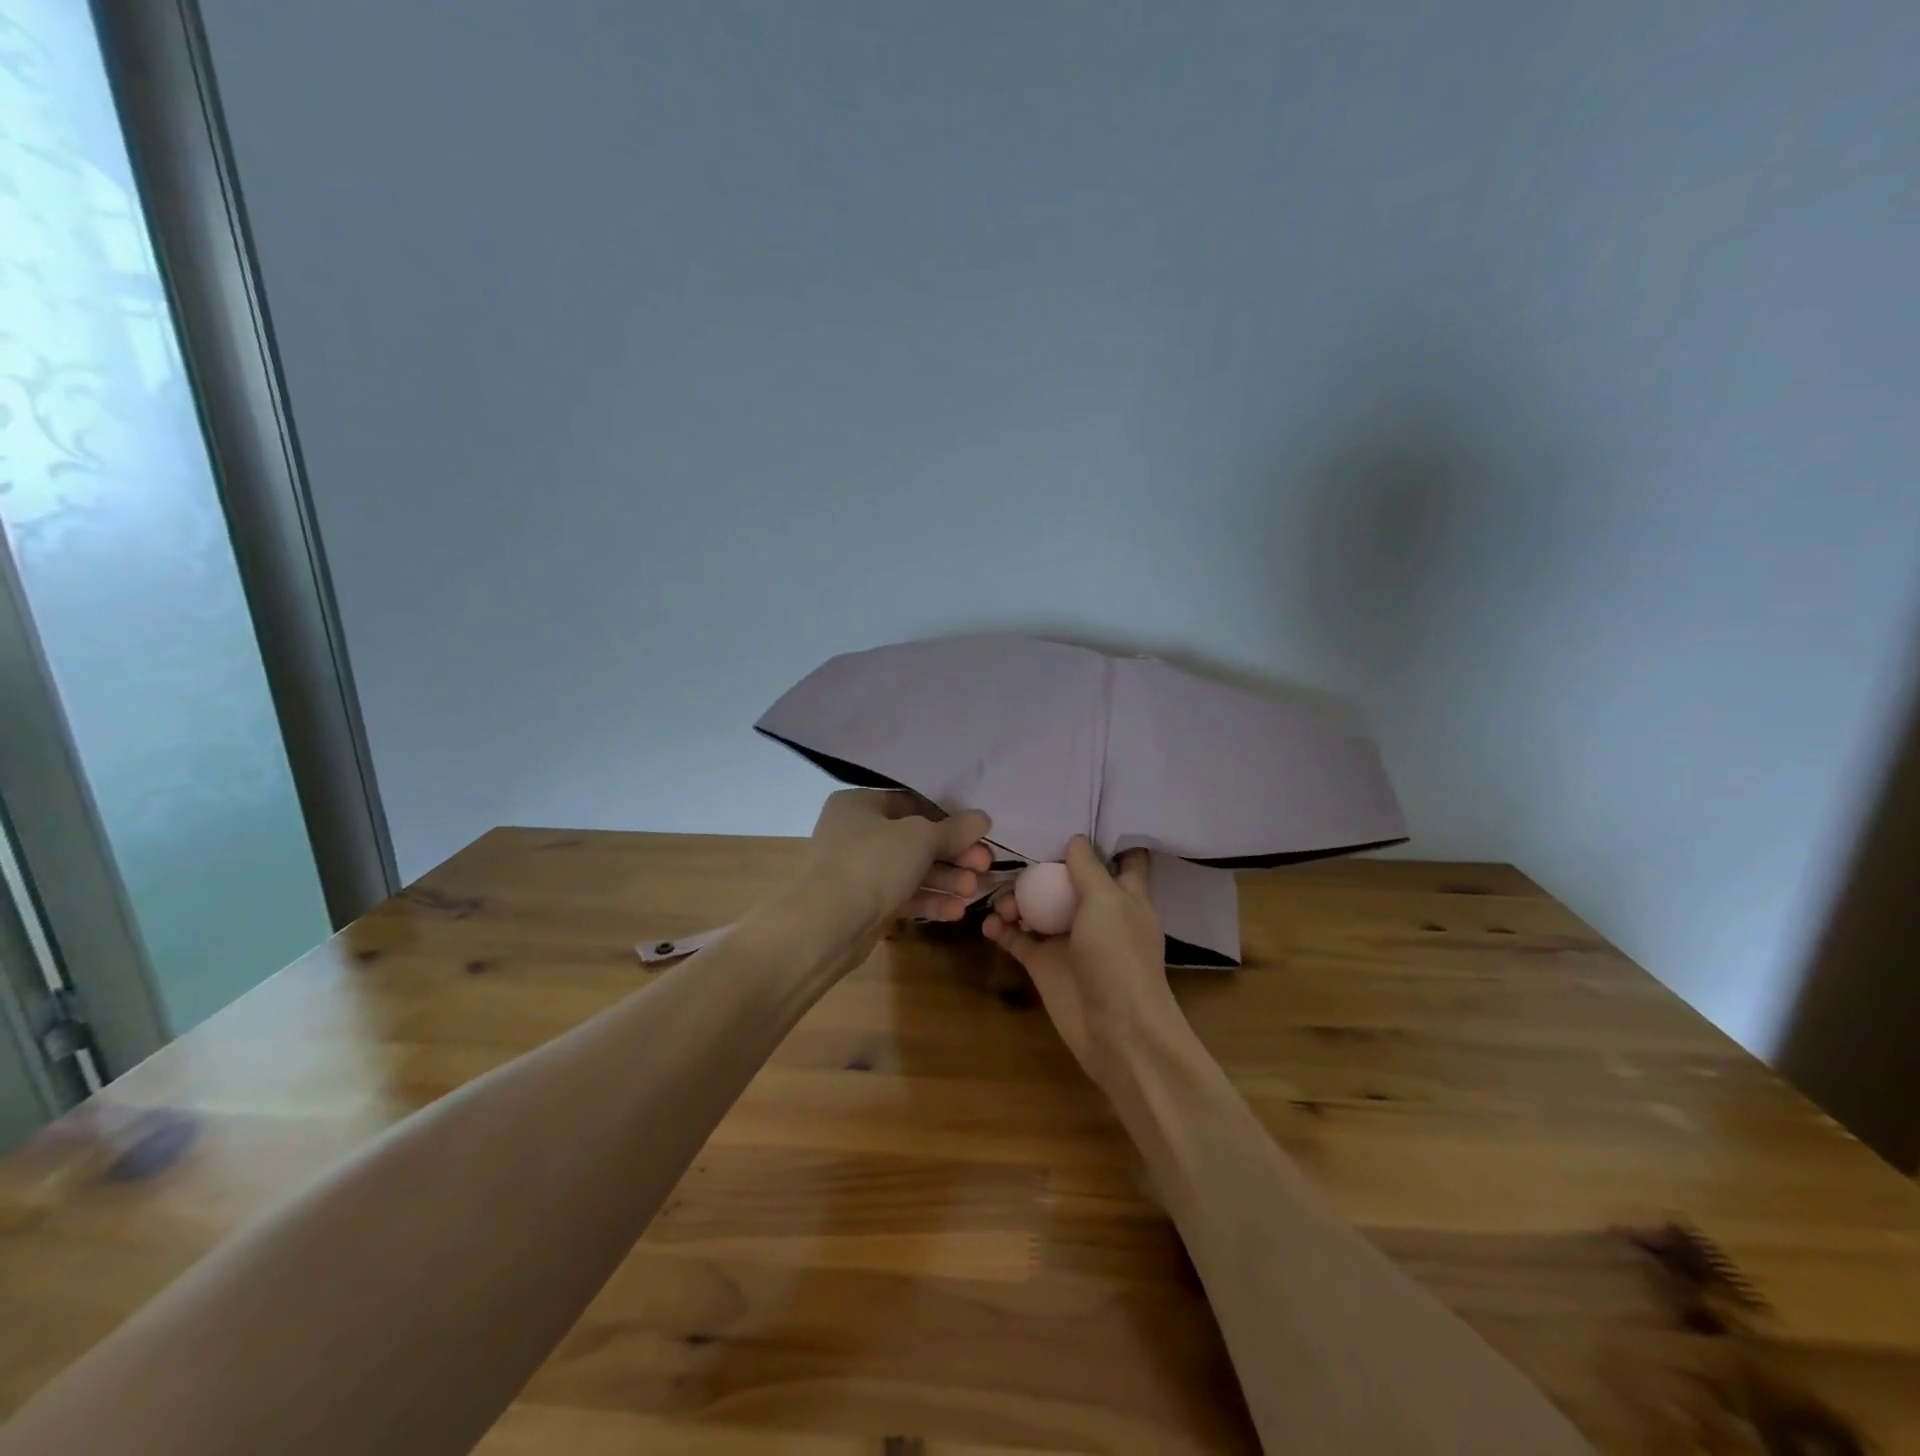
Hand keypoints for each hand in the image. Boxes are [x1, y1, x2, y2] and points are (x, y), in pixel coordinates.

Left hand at [795, 789, 991, 940]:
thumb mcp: (920, 838)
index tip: (979, 832)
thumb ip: (954, 829)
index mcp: (860, 804)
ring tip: (975, 890)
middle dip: (953, 854)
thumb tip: (982, 818)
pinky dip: (929, 901)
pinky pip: (903, 896)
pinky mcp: (864, 905)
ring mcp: (858, 871)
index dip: (949, 817)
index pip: (913, 803)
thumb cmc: (871, 864)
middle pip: (916, 839)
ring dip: (946, 879)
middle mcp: (856, 833)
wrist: (824, 926)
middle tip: (985, 864)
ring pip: (912, 870)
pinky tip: (957, 911)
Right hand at [983, 836, 1181, 1091]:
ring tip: (1000, 901)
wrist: (1118, 1030)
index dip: (1109, 839)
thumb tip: (1075, 839)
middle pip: (1067, 879)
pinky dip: (1002, 929)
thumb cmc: (1119, 956)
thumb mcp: (1107, 901)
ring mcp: (1069, 938)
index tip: (1082, 815)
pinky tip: (989, 924)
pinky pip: (1018, 938)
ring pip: (1038, 907)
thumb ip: (1087, 868)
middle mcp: (1096, 912)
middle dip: (1043, 865)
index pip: (1124, 859)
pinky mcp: (1045, 963)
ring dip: (1016, 898)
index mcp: (1124, 895)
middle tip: (1012, 851)